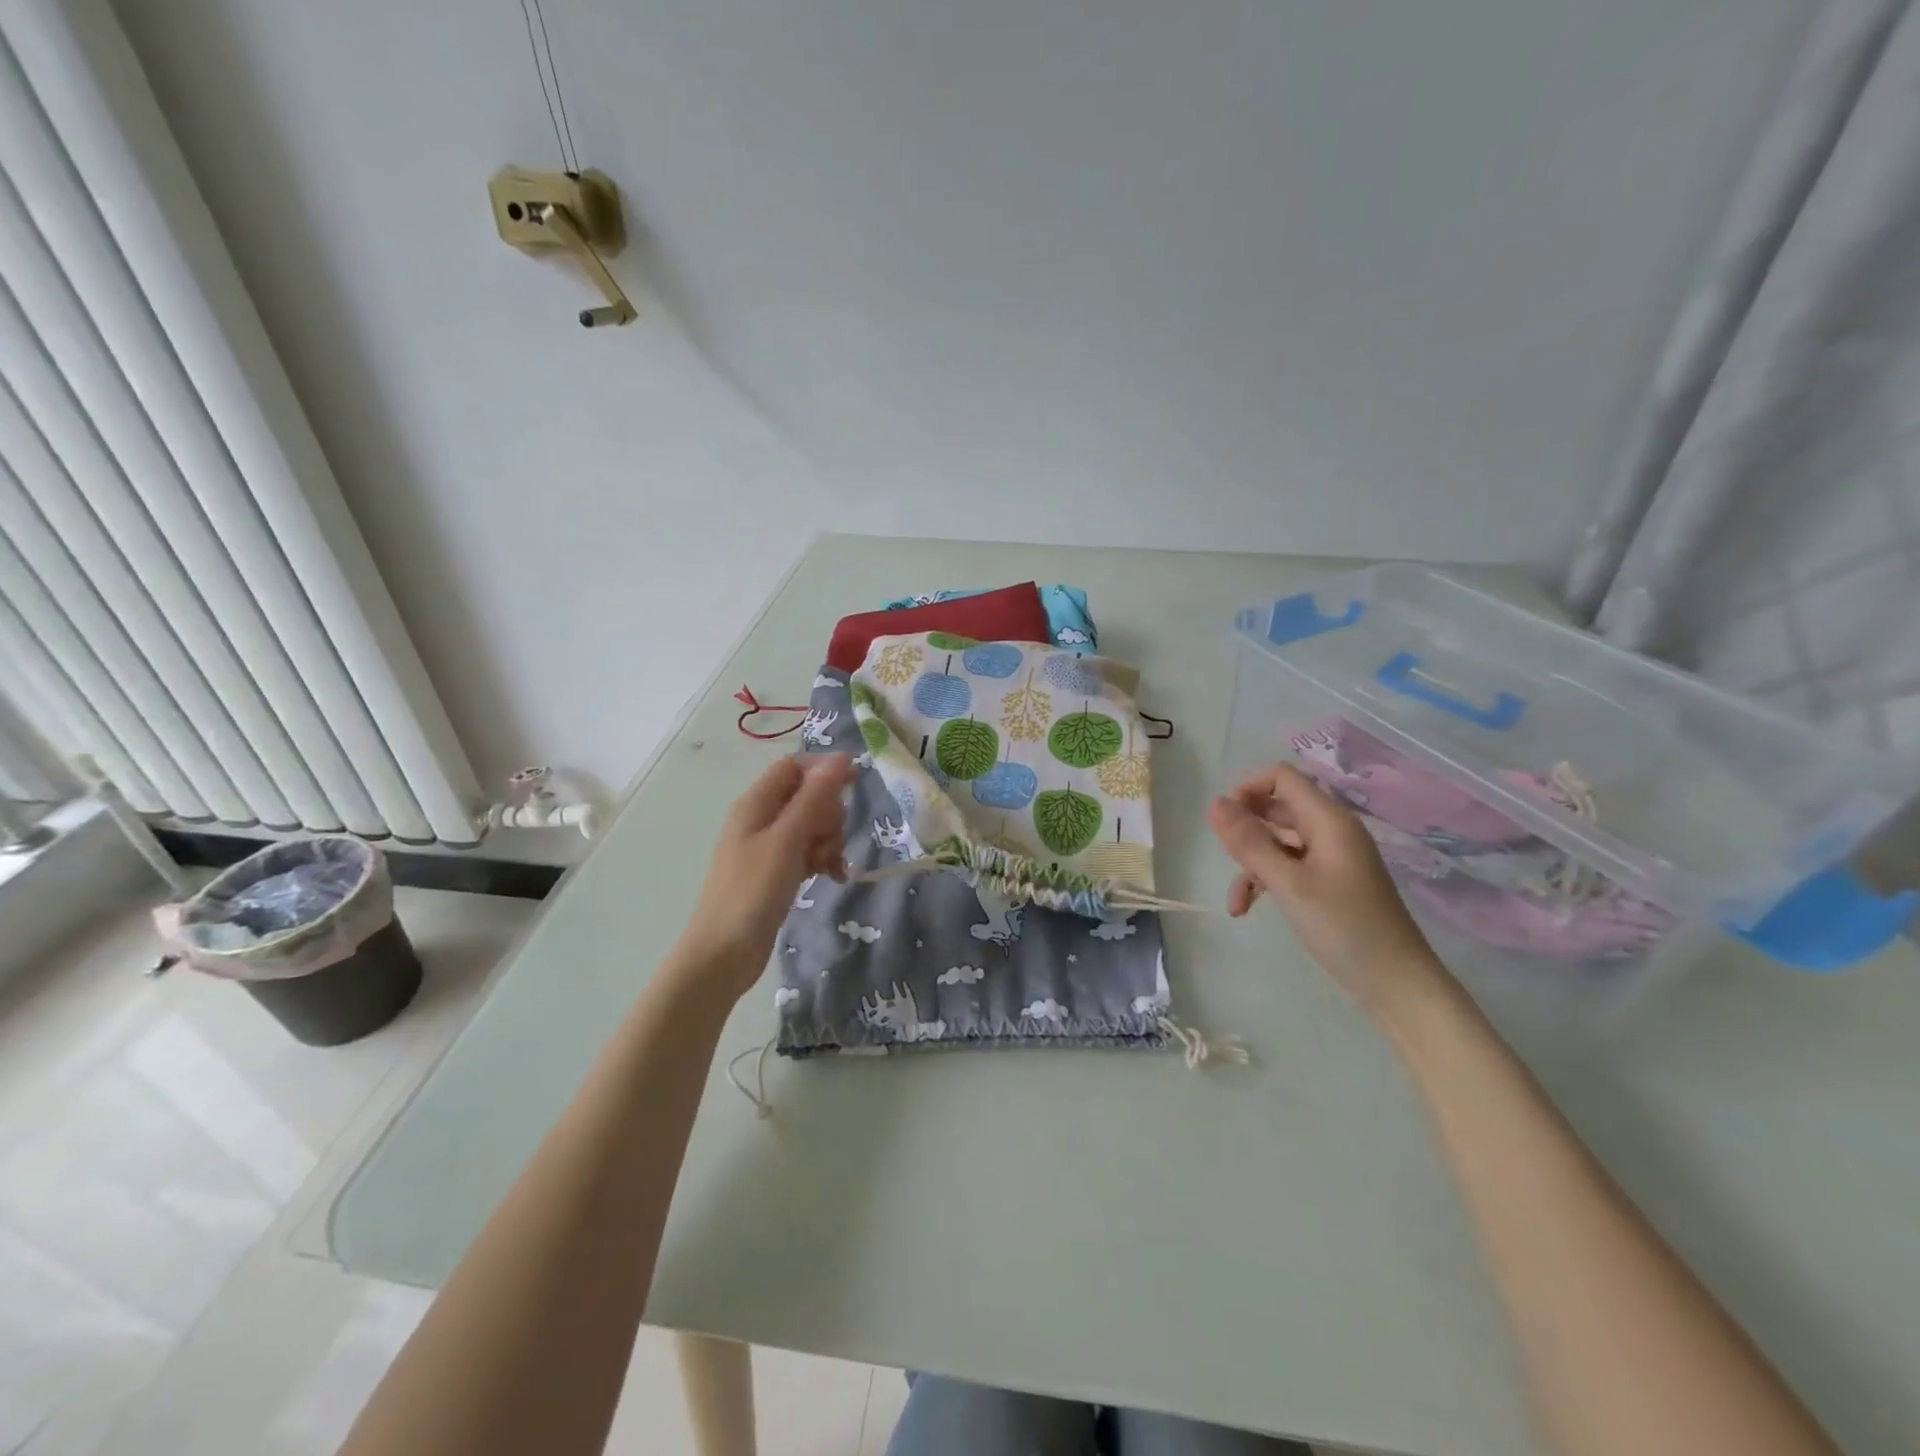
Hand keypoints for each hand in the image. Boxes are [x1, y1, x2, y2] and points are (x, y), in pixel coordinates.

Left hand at [673, 754, 855, 1000]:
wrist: (724, 953)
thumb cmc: (752, 891)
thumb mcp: (787, 839)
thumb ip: (814, 797)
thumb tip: (842, 757)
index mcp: (756, 803)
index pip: (794, 766)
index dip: (824, 770)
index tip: (854, 785)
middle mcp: (761, 818)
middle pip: (808, 795)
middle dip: (829, 813)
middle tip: (828, 840)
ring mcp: (769, 846)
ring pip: (813, 825)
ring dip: (829, 840)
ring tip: (828, 866)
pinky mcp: (778, 871)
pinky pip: (809, 851)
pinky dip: (823, 860)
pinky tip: (834, 878)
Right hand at [1207, 763, 1451, 1025]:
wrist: (1396, 985)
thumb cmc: (1345, 928)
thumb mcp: (1288, 884)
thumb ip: (1250, 842)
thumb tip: (1214, 803)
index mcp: (1329, 821)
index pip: (1282, 778)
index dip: (1248, 790)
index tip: (1223, 820)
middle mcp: (1331, 831)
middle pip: (1278, 808)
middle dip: (1245, 829)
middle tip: (1223, 855)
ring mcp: (1331, 858)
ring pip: (1278, 841)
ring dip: (1250, 863)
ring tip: (1235, 899)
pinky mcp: (1329, 882)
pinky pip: (1288, 866)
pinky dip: (1265, 881)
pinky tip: (1246, 908)